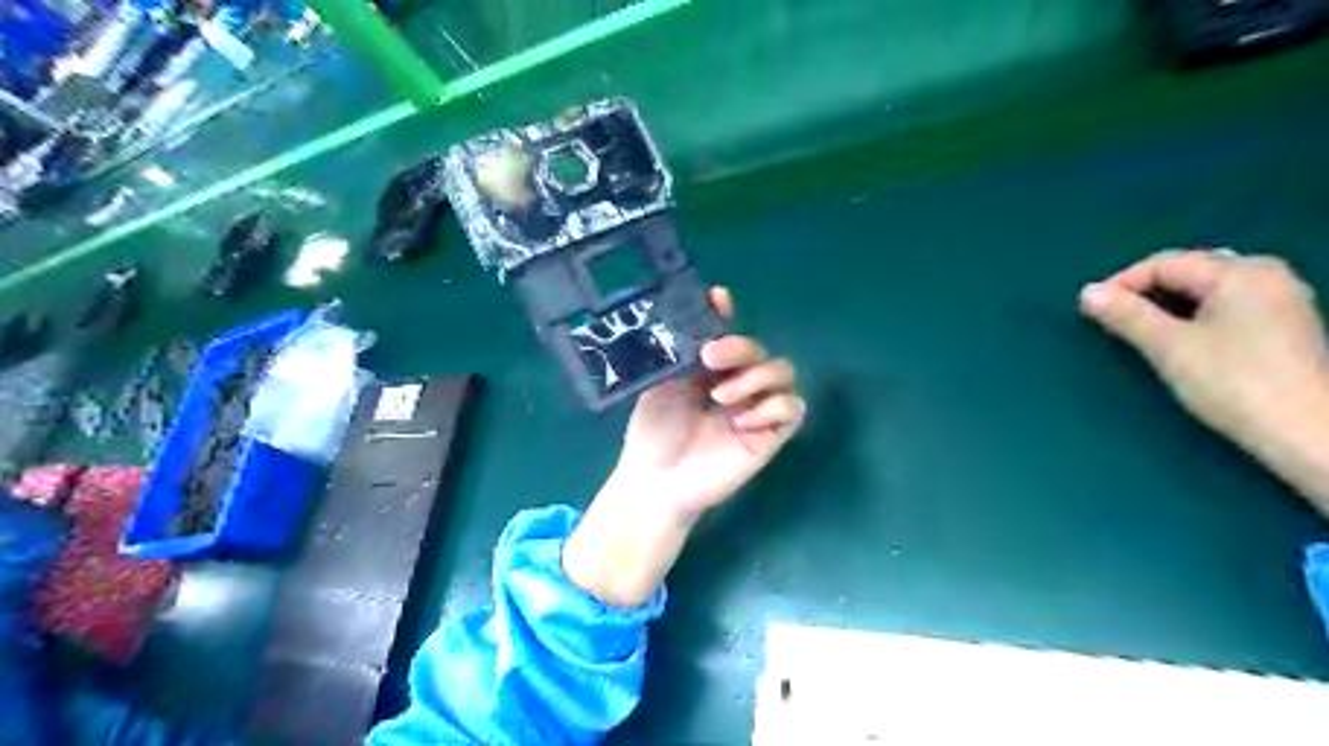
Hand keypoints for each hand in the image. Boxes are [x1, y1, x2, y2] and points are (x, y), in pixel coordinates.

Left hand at [563, 285, 802, 606]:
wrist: (657, 481)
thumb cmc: (653, 432)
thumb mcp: (661, 383)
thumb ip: (683, 348)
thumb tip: (698, 306)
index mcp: (711, 371)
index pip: (730, 335)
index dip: (728, 317)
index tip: (719, 300)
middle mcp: (737, 385)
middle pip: (760, 350)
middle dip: (739, 347)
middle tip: (710, 357)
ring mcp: (756, 409)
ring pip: (783, 373)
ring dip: (756, 377)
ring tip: (722, 398)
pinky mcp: (770, 436)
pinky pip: (792, 408)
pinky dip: (772, 407)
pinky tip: (742, 422)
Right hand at [1073, 247, 1328, 508]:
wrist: (1307, 433)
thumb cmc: (1233, 382)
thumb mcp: (1169, 347)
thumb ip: (1127, 315)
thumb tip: (1087, 292)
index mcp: (1241, 272)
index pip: (1165, 264)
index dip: (1122, 283)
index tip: (1090, 312)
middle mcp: (1268, 275)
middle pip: (1190, 271)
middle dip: (1146, 292)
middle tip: (1113, 321)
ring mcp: (1282, 301)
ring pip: (1208, 290)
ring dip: (1168, 305)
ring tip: (1141, 331)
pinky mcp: (1286, 327)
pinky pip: (1227, 306)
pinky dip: (1194, 316)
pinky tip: (1181, 340)